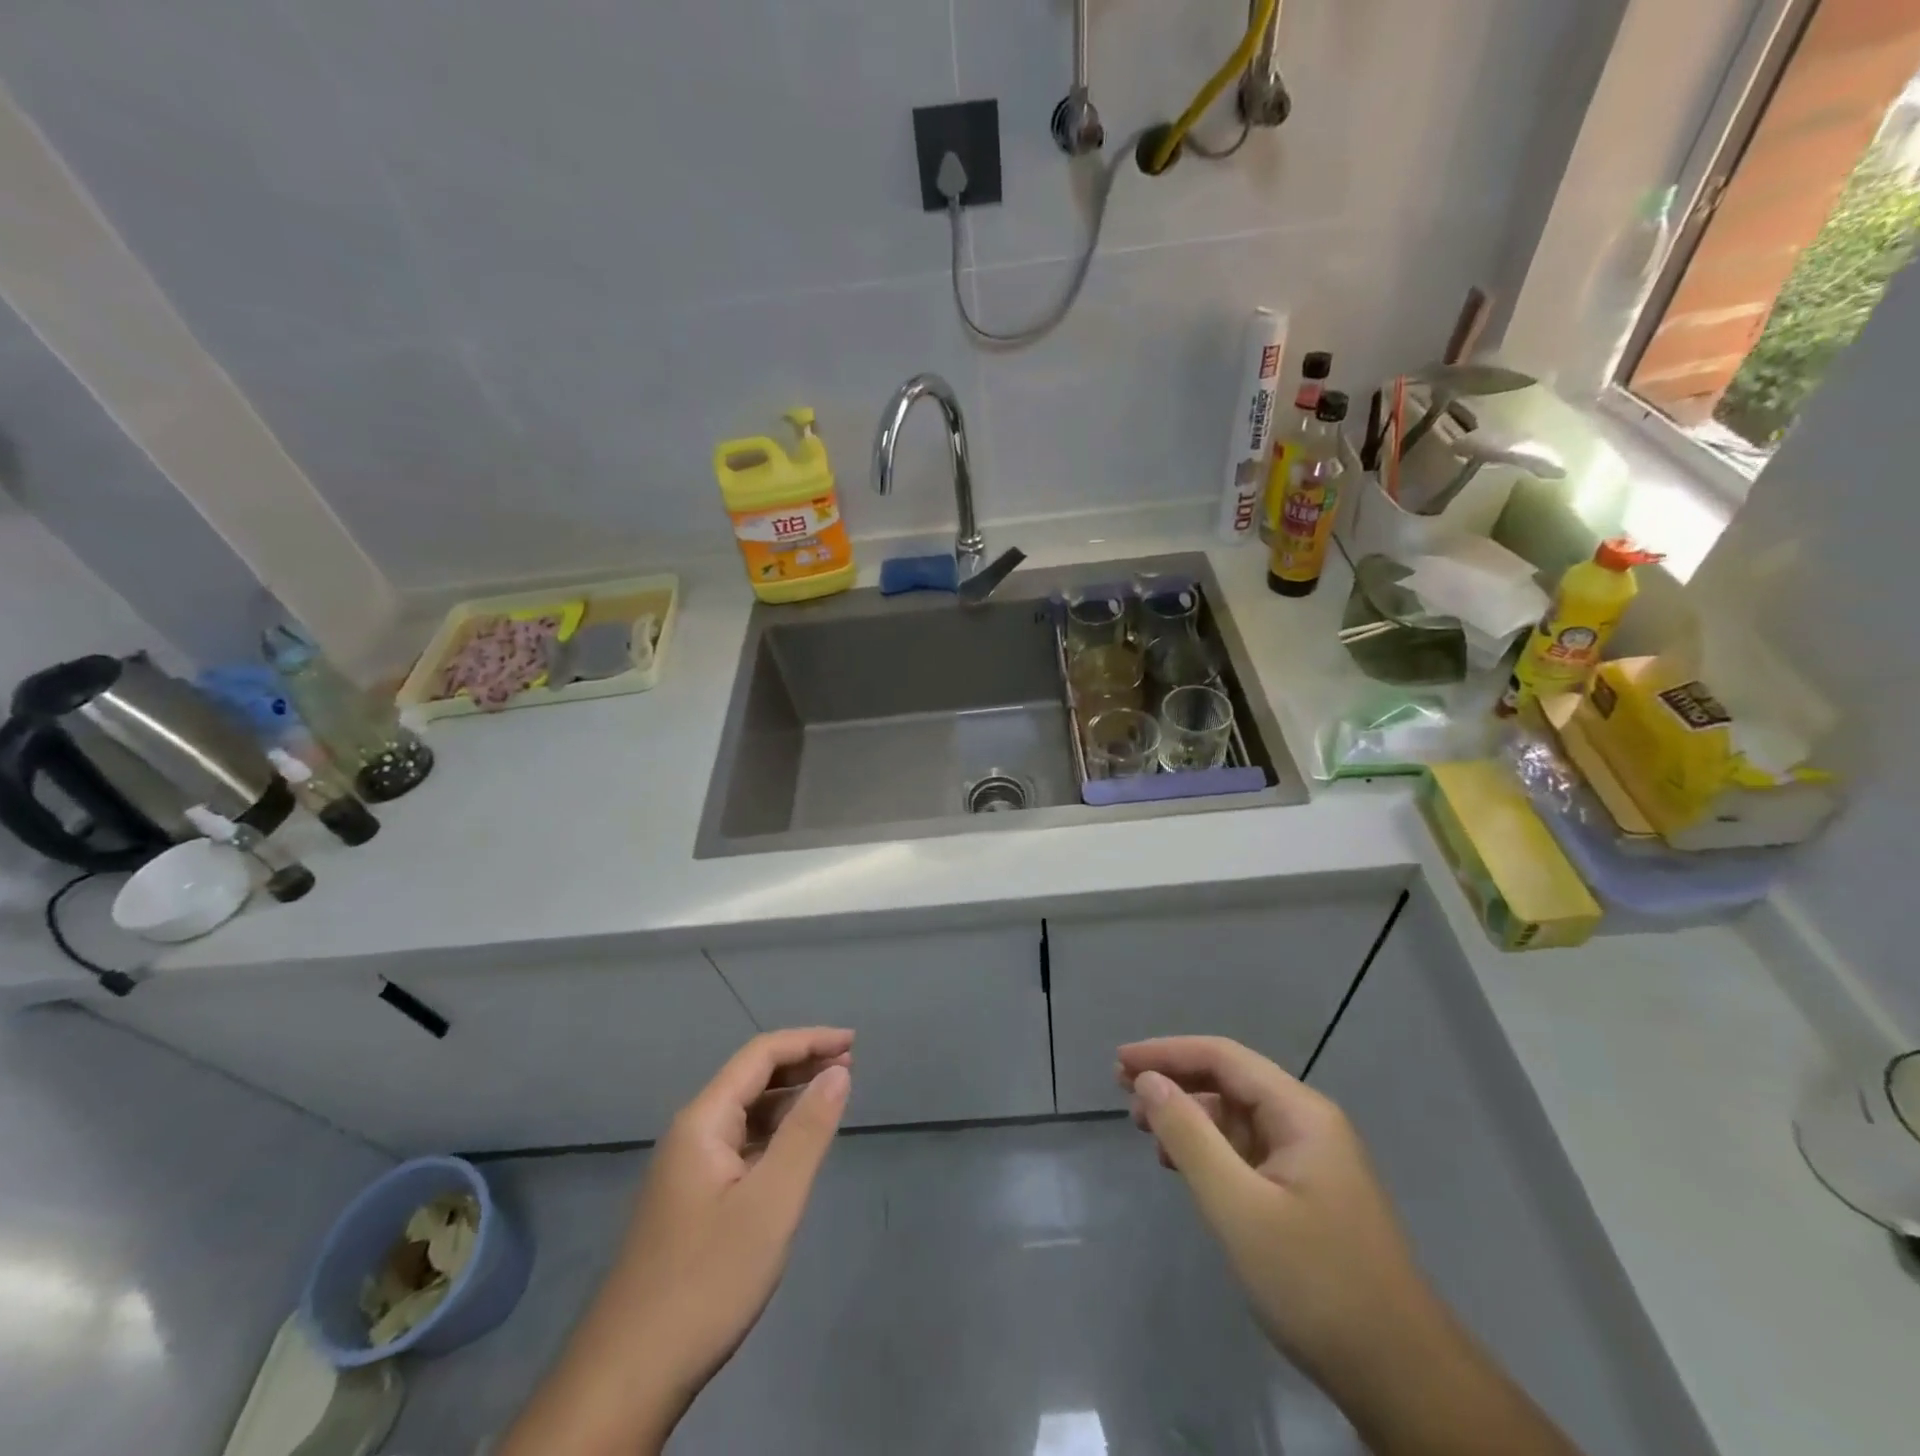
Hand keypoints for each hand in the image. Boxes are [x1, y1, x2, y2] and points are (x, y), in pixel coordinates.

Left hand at [500, 1028, 852, 1455]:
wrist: (629, 1374)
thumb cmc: (708, 1279)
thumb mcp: (772, 1202)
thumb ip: (808, 1131)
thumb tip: (839, 1070)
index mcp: (703, 1120)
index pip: (761, 1055)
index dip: (809, 1040)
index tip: (854, 1041)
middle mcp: (691, 1132)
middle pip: (751, 1077)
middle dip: (801, 1063)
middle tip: (851, 1064)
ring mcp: (687, 1168)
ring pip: (745, 1112)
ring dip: (789, 1097)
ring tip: (832, 1095)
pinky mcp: (691, 1200)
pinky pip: (739, 1144)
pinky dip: (774, 1132)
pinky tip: (795, 1147)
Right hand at [1117, 1036, 1426, 1387]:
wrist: (1403, 1380)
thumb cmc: (1315, 1283)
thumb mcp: (1238, 1208)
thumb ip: (1189, 1136)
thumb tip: (1148, 1081)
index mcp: (1300, 1113)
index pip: (1222, 1057)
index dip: (1167, 1052)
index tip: (1120, 1062)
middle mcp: (1308, 1124)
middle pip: (1230, 1081)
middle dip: (1176, 1081)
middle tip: (1123, 1093)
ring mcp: (1312, 1161)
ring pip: (1238, 1118)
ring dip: (1190, 1117)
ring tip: (1145, 1131)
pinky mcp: (1308, 1196)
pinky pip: (1249, 1152)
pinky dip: (1210, 1150)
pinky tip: (1185, 1168)